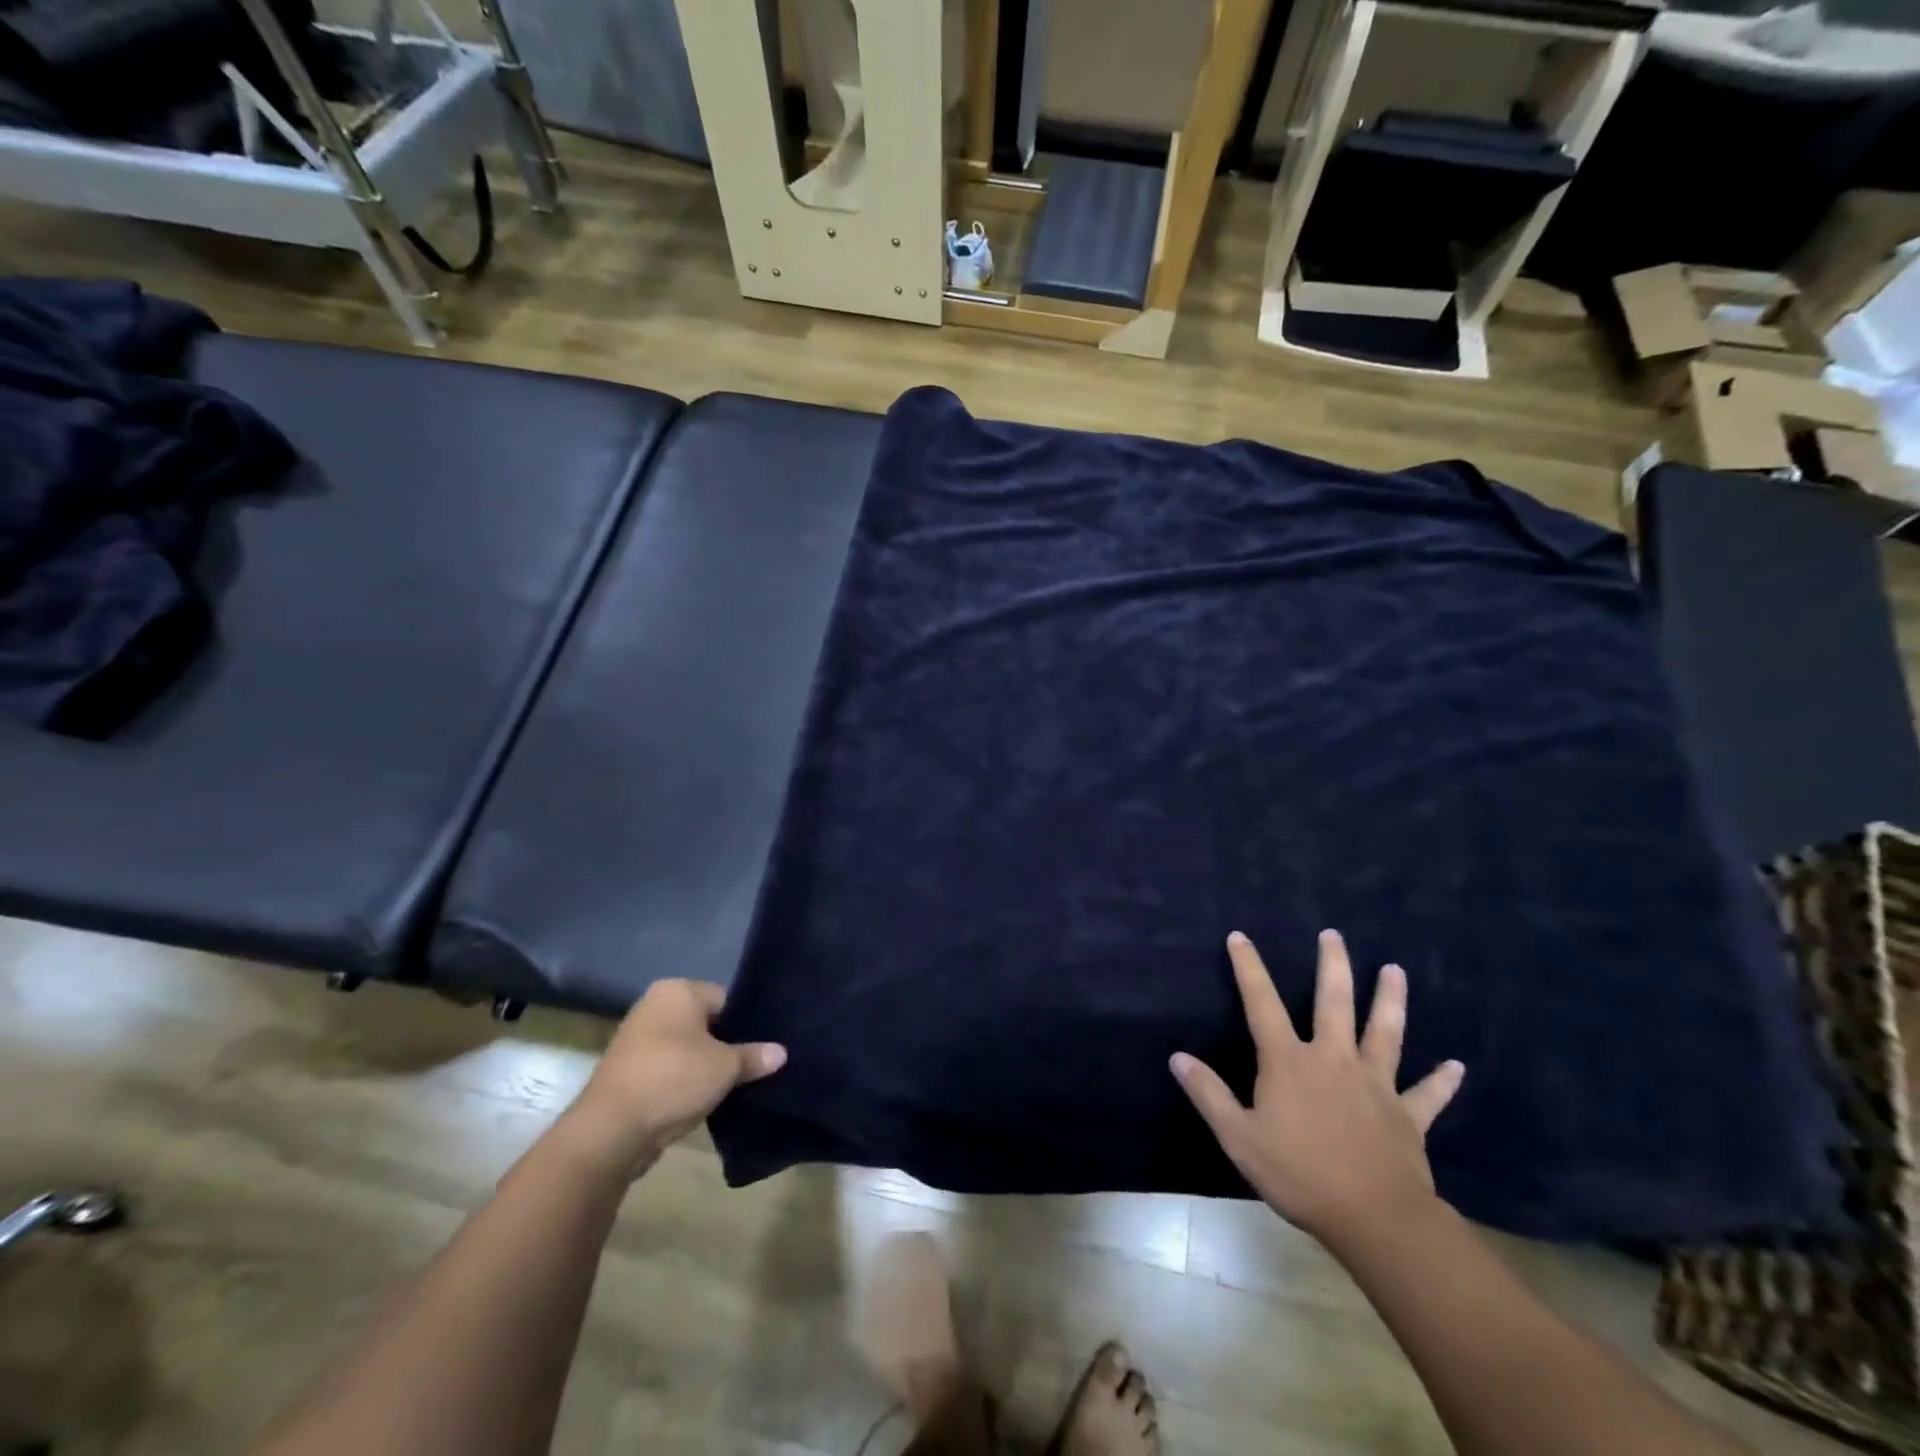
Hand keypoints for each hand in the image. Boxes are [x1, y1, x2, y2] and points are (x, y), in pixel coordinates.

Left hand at [564, 979, 785, 1173]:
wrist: (610, 1130)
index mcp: (678, 990)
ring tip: (731, 1086)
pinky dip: (684, 1081)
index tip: (762, 1047)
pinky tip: (703, 1099)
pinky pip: (668, 1068)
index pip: (726, 999)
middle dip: (726, 1044)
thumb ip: (754, 1056)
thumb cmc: (673, 1079)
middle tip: (752, 1066)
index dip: (746, 1023)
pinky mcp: (628, 1070)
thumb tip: (781, 1052)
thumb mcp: (725, 1068)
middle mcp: (654, 1005)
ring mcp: (637, 1038)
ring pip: (687, 1047)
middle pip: (706, 1023)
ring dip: (704, 1066)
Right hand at [1171, 930, 1464, 1245]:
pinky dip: (1442, 1080)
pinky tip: (1457, 1066)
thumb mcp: (1239, 1137)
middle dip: (1332, 965)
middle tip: (1333, 934)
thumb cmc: (1300, 1174)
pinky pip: (1427, 1094)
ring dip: (1390, 999)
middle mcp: (1333, 1059)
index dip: (1248, 967)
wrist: (1374, 1218)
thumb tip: (1177, 1057)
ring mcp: (1375, 1084)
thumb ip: (1209, 1094)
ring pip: (1384, 1032)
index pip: (1261, 1003)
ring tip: (1395, 970)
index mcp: (1289, 1061)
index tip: (1240, 937)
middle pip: (1334, 1001)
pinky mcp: (1408, 1115)